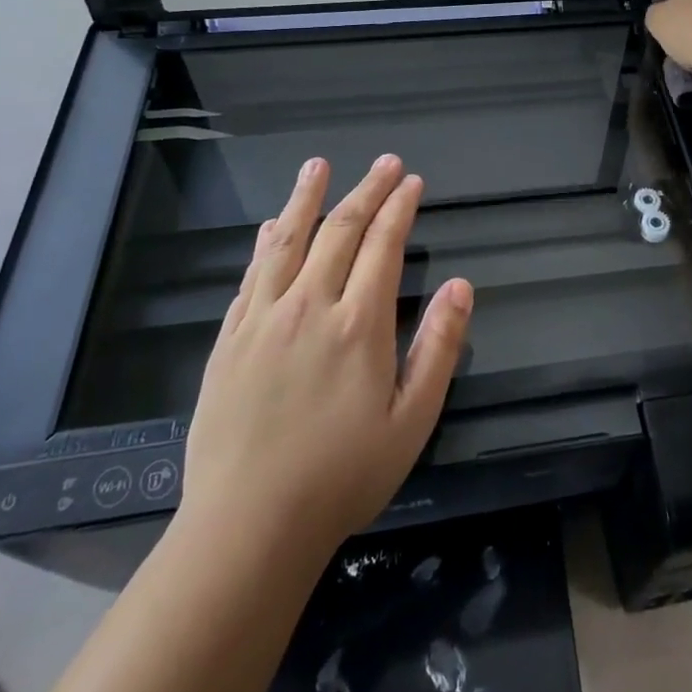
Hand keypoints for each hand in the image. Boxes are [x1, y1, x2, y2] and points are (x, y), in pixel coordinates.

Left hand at [174, 155, 472, 564]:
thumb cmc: (342, 476)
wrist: (246, 529)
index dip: (400, 207)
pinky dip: (266, 241)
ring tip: (318, 165)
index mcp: (359, 323)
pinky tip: (272, 224)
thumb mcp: (412, 420)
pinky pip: (251, 275)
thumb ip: (439, 347)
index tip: (412, 181)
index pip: (383, 245)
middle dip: (367, 190)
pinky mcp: (229, 339)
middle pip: (341, 230)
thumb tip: (462, 286)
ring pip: (289, 240)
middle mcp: (310, 305)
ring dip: (307, 197)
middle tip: (385, 162)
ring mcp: (263, 319)